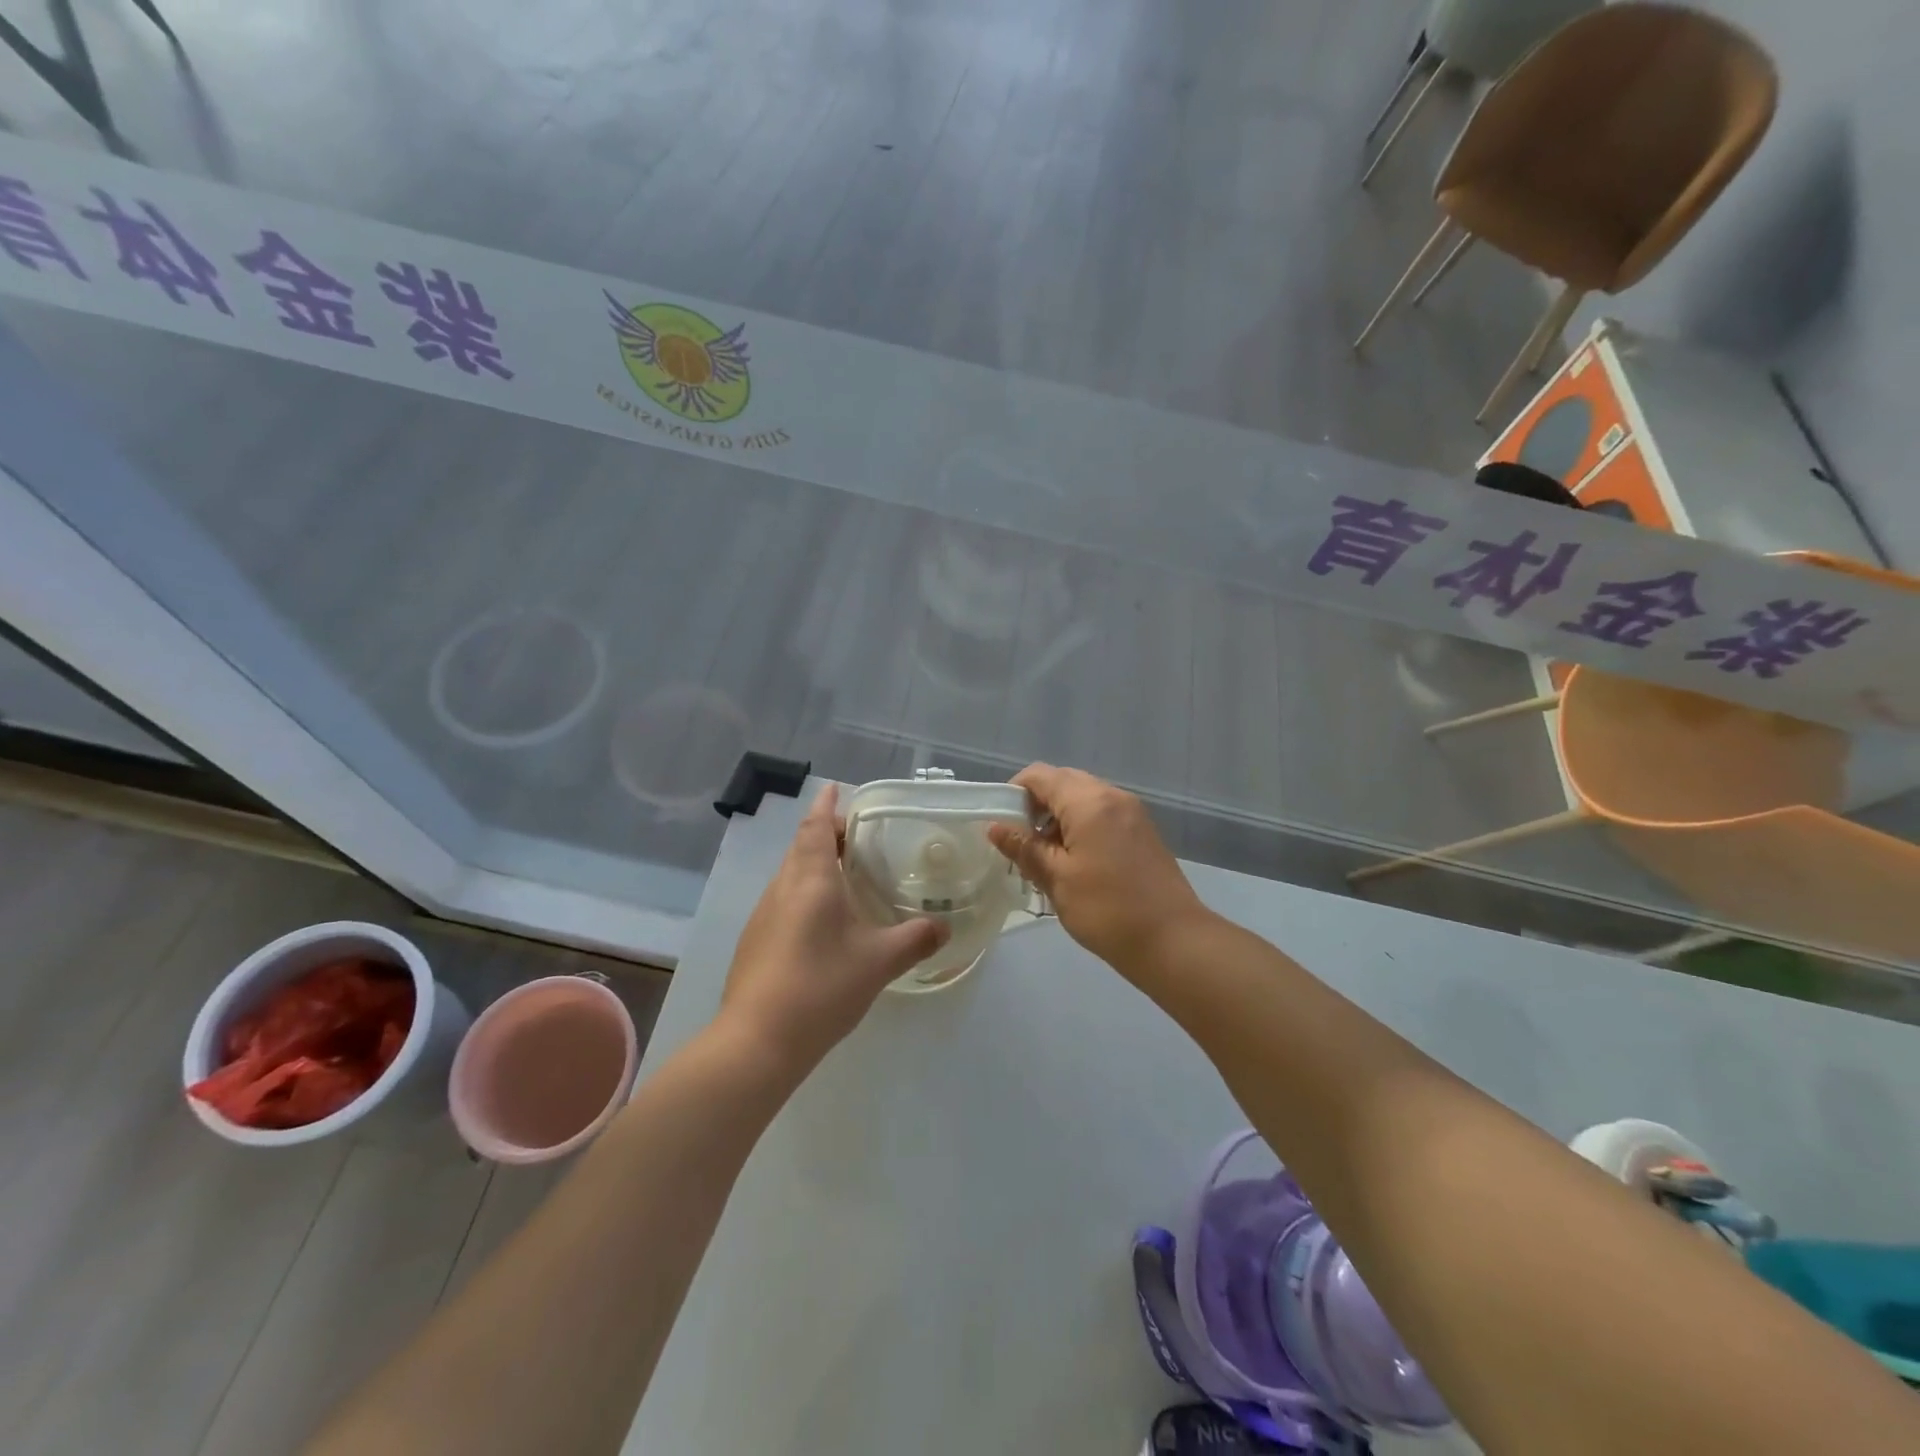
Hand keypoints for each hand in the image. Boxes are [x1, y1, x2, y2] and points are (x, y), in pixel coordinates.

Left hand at [721, 784, 949, 1080]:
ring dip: (814, 863)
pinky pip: (784, 899)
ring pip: (790, 874)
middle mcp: (782, 888)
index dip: (826, 805)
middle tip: (858, 835)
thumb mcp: (878, 963)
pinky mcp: (756, 941)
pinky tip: (825, 919)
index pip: (815, 827)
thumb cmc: (820, 988)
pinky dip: (805, 892)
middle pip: (801, 846)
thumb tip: (945, 927)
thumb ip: (915, 939)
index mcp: (810, 880)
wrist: (756, 1042)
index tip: (836, 788)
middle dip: (825, 833)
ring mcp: (763, 915)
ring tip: (846, 872)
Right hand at [988, 764, 1209, 974]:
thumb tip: (996, 827)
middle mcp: (1112, 796)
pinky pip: (1103, 814)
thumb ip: (1025, 848)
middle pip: (1063, 782)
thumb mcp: (1057, 879)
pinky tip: (1076, 863)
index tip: (1001, 823)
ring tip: (1046, 858)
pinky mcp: (1143, 831)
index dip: (1014, 792)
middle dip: (1037, 805)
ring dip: (1059, 817)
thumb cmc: (1107, 909)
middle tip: (1022, 842)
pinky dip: (1082, 826)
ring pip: (1084, 798)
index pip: (1040, 775)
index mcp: (1089, 801)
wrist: (1173, 940)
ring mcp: (1132, 812)